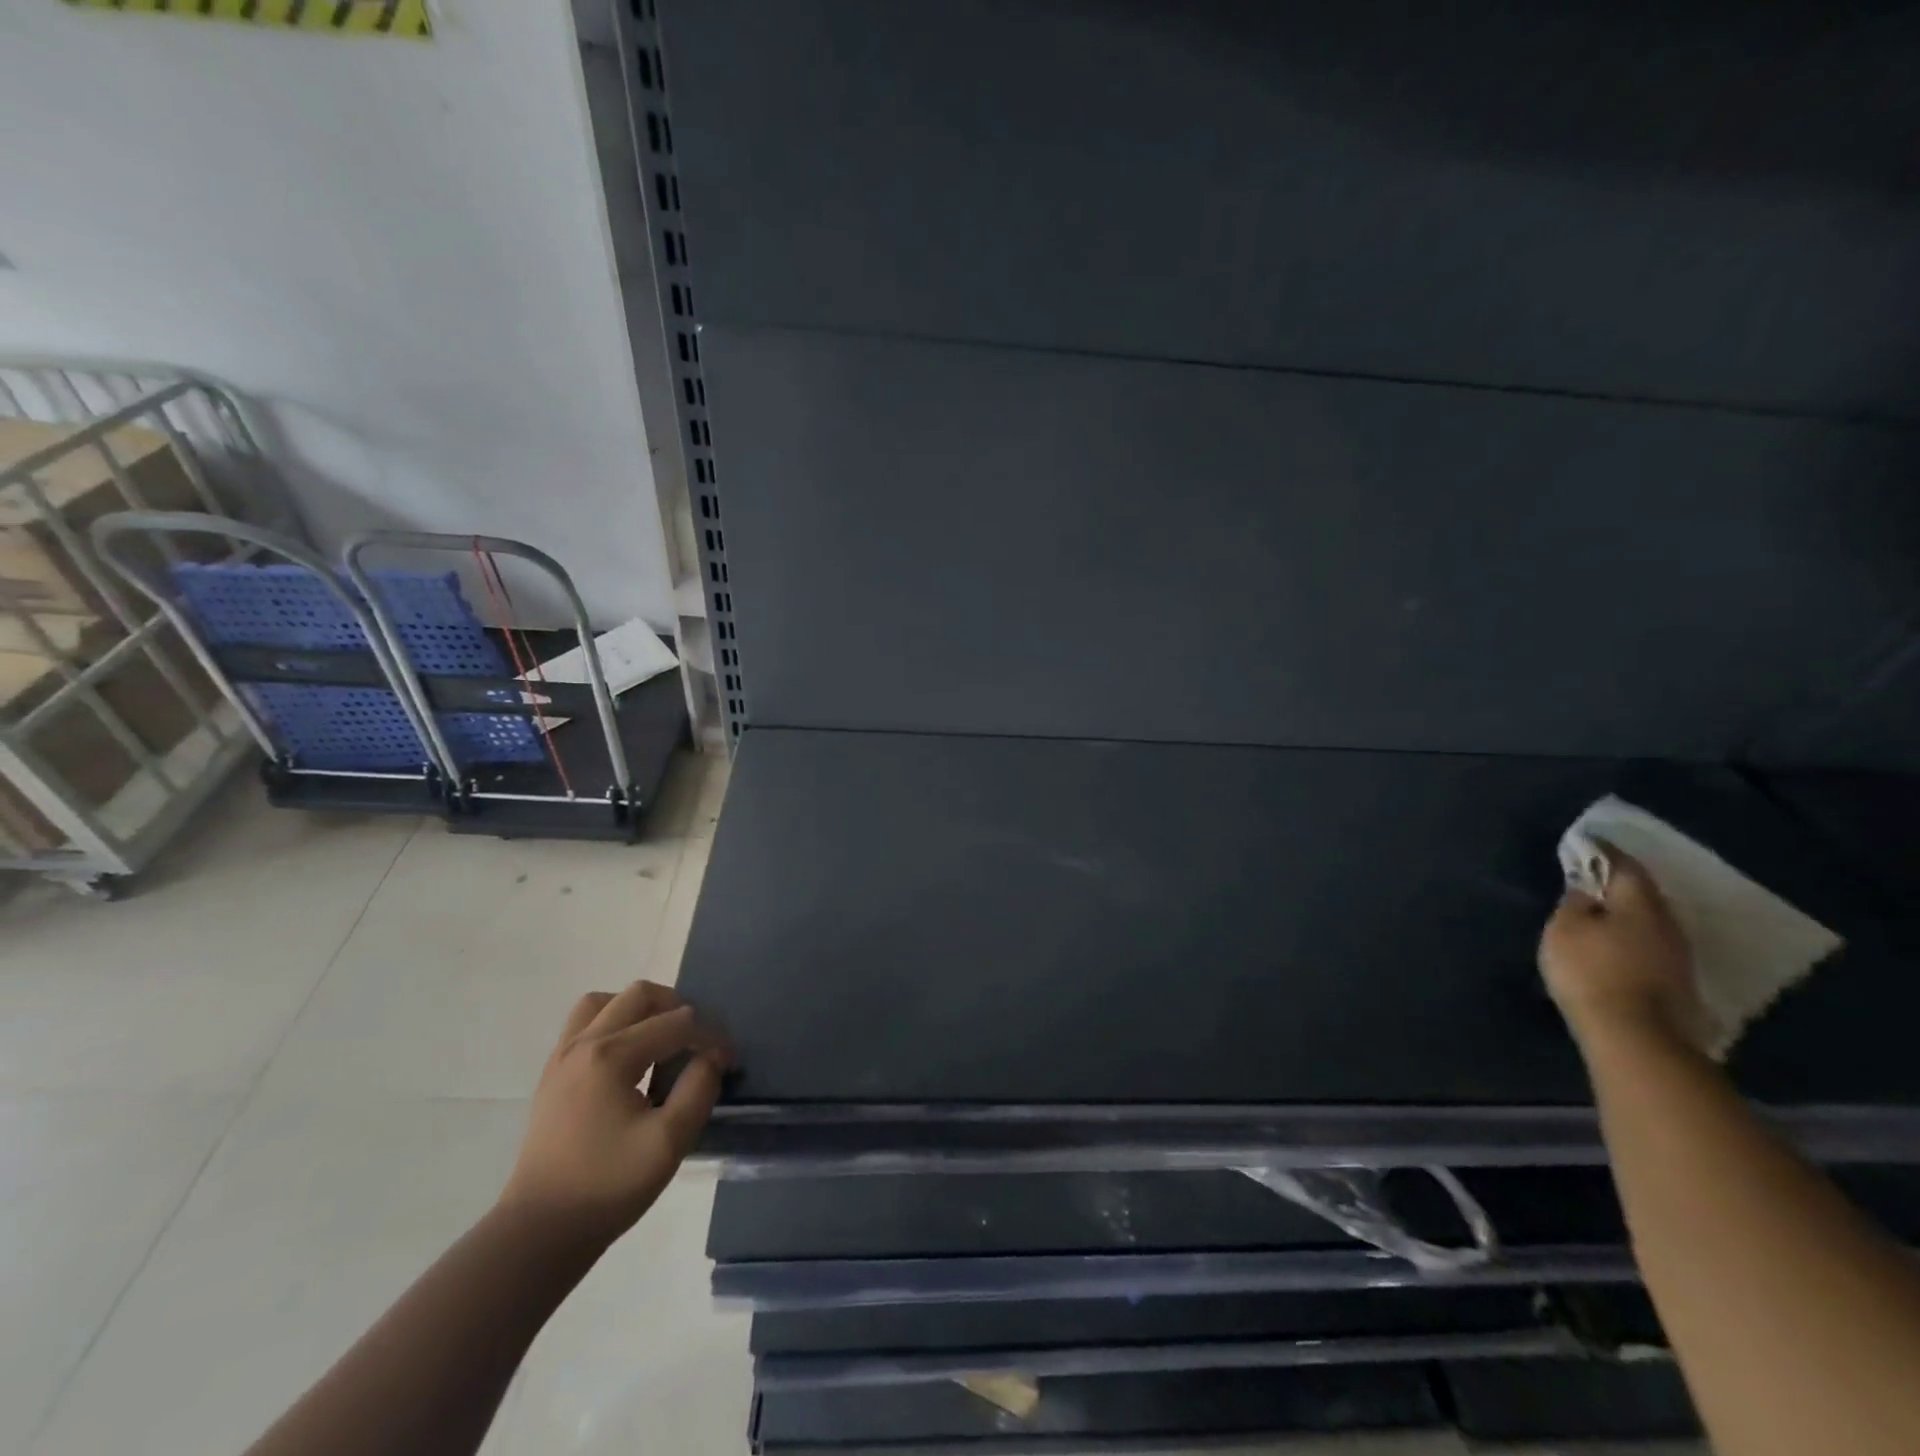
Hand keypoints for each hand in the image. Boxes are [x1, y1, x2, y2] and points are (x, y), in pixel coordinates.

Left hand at [498, 981, 730, 1244]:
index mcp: (612, 1055)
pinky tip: (629, 1061)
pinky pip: (585, 1025)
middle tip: (696, 1042)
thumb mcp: (669, 1142)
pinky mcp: (552, 1075)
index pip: (677, 1023)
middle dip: (678, 1010)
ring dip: (640, 1011)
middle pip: (640, 995)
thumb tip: (710, 1058)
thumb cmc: (607, 1187)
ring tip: (660, 1042)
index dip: (710, 1037)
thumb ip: (699, 1089)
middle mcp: (584, 1043)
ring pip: (605, 1002)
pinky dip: (614, 1026)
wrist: (539, 1232)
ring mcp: (562, 1057)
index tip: (729, 1063)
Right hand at [1539, 844, 1706, 1051]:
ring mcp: (1677, 957)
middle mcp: (1668, 924)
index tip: (1587, 843)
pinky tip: (1616, 944)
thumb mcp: (1565, 929)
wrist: (1635, 1036)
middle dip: (1619, 886)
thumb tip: (1587, 890)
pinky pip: (1651, 946)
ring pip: (1650, 922)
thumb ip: (1575, 904)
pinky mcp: (1676, 983)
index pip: (1625, 867)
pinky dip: (1632, 938)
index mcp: (1640, 904)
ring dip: (1627, 915)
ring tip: (1601, 914)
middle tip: (1592, 880)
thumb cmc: (1591, 971)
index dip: (1604, 853)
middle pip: (1643, 896)